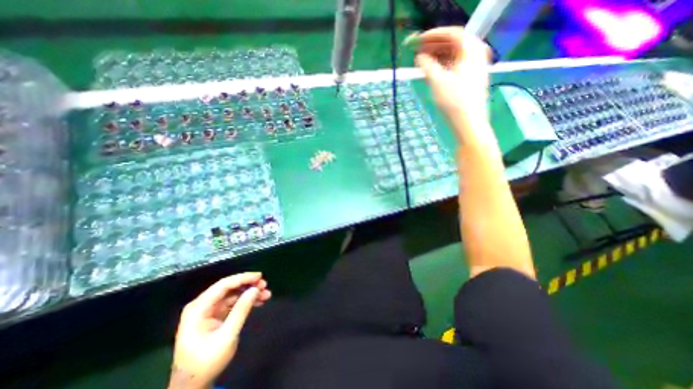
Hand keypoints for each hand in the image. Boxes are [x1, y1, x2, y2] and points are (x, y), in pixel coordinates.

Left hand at [169, 273, 272, 388]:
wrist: (192, 385)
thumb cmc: (206, 361)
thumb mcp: (226, 336)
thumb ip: (241, 310)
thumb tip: (255, 289)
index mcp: (198, 308)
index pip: (223, 285)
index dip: (243, 278)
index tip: (259, 276)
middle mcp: (203, 305)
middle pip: (229, 288)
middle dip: (248, 285)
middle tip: (265, 285)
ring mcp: (209, 310)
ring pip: (234, 294)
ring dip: (250, 293)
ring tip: (266, 294)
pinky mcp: (216, 315)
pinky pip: (234, 302)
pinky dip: (247, 301)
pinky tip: (260, 301)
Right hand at [411, 26, 492, 118]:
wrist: (469, 123)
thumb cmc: (454, 102)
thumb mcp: (438, 82)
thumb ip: (427, 66)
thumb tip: (419, 57)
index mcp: (471, 50)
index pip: (452, 33)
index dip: (433, 35)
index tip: (418, 40)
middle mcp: (476, 54)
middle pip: (453, 43)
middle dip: (435, 45)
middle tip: (418, 51)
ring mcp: (474, 67)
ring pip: (454, 55)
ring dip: (438, 56)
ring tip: (423, 61)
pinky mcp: (470, 79)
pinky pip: (455, 65)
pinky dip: (443, 66)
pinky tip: (433, 71)